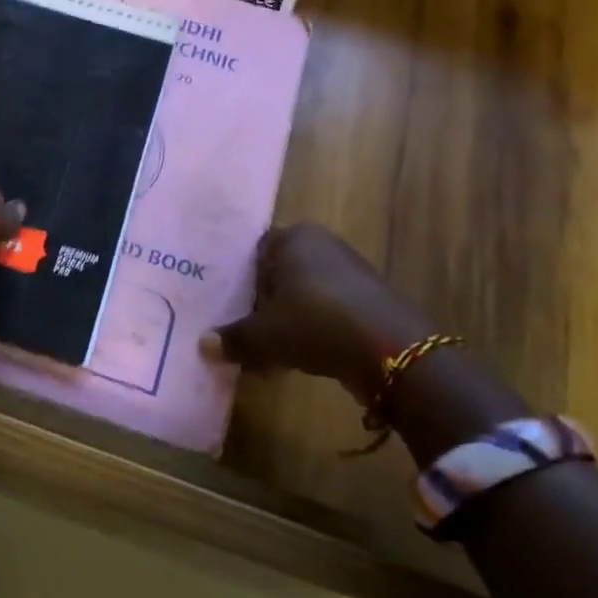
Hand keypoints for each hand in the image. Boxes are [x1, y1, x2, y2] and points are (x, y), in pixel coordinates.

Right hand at [201, 223, 439, 401]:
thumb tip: (202, 345)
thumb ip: (233, 339)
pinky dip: (313, 332)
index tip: (229, 309)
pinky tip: (302, 359)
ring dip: (287, 322)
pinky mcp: (370, 301)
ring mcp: (350, 272)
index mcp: (294, 238)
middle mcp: (322, 245)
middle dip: (263, 304)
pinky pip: (327, 312)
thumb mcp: (265, 336)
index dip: (240, 281)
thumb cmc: (316, 324)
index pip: (255, 252)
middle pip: (279, 274)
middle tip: (245, 333)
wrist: (395, 352)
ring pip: (303, 296)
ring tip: (271, 353)